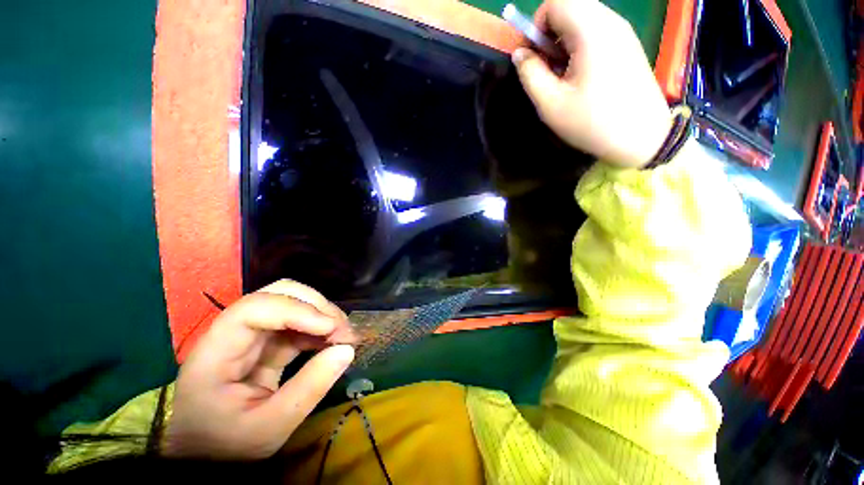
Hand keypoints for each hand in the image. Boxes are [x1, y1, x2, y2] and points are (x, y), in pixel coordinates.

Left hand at [164, 280, 354, 459]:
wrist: (206, 453)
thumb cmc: (226, 445)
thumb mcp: (269, 429)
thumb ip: (308, 389)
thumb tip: (347, 350)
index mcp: (216, 353)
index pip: (254, 309)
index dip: (297, 310)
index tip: (330, 328)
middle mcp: (234, 333)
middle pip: (277, 293)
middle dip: (316, 305)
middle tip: (342, 329)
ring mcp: (252, 335)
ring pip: (293, 303)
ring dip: (323, 314)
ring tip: (345, 335)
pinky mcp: (267, 343)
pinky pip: (299, 324)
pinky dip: (320, 328)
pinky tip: (334, 342)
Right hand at [513, 0, 671, 167]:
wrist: (642, 137)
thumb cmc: (592, 122)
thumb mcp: (550, 104)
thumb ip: (530, 74)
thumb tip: (520, 53)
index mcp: (591, 30)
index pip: (555, 2)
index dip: (536, 26)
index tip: (533, 56)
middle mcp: (610, 21)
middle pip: (571, 7)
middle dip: (550, 33)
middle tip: (548, 68)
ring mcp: (623, 31)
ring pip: (584, 18)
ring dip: (565, 41)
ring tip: (564, 75)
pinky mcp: (628, 44)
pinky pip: (598, 30)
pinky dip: (581, 45)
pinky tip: (582, 75)